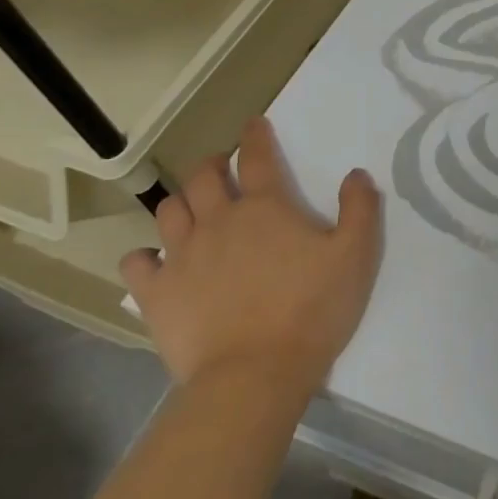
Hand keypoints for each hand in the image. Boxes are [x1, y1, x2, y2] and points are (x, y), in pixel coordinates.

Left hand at [120, 118, 381, 396]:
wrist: (254, 374)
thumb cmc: (312, 309)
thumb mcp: (357, 255)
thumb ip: (360, 208)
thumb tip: (356, 174)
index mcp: (267, 207)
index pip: (257, 156)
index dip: (255, 135)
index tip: (253, 124)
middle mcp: (219, 220)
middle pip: (204, 176)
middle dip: (213, 164)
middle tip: (223, 168)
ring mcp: (182, 256)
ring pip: (169, 210)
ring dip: (181, 201)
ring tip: (192, 208)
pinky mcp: (158, 294)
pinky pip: (137, 262)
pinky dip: (145, 255)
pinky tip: (155, 260)